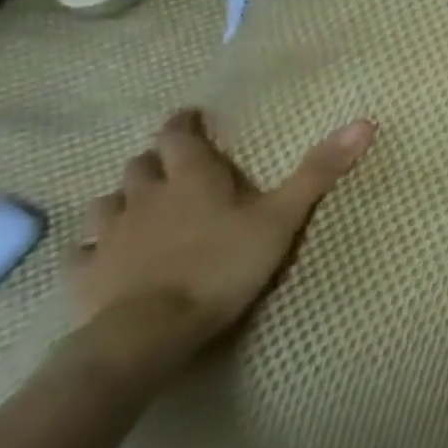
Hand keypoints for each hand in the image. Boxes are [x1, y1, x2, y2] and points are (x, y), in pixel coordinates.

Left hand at [64, 108, 376, 377]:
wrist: (149, 330)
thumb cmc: (223, 265)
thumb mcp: (283, 217)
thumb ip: (319, 172)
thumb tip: (365, 121)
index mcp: (192, 179)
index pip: (179, 137)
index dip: (184, 124)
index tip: (190, 117)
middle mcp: (145, 197)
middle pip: (142, 166)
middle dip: (156, 160)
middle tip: (174, 164)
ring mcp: (109, 235)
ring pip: (109, 202)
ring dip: (124, 197)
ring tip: (140, 205)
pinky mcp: (85, 272)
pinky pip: (83, 249)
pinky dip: (94, 244)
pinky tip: (103, 251)